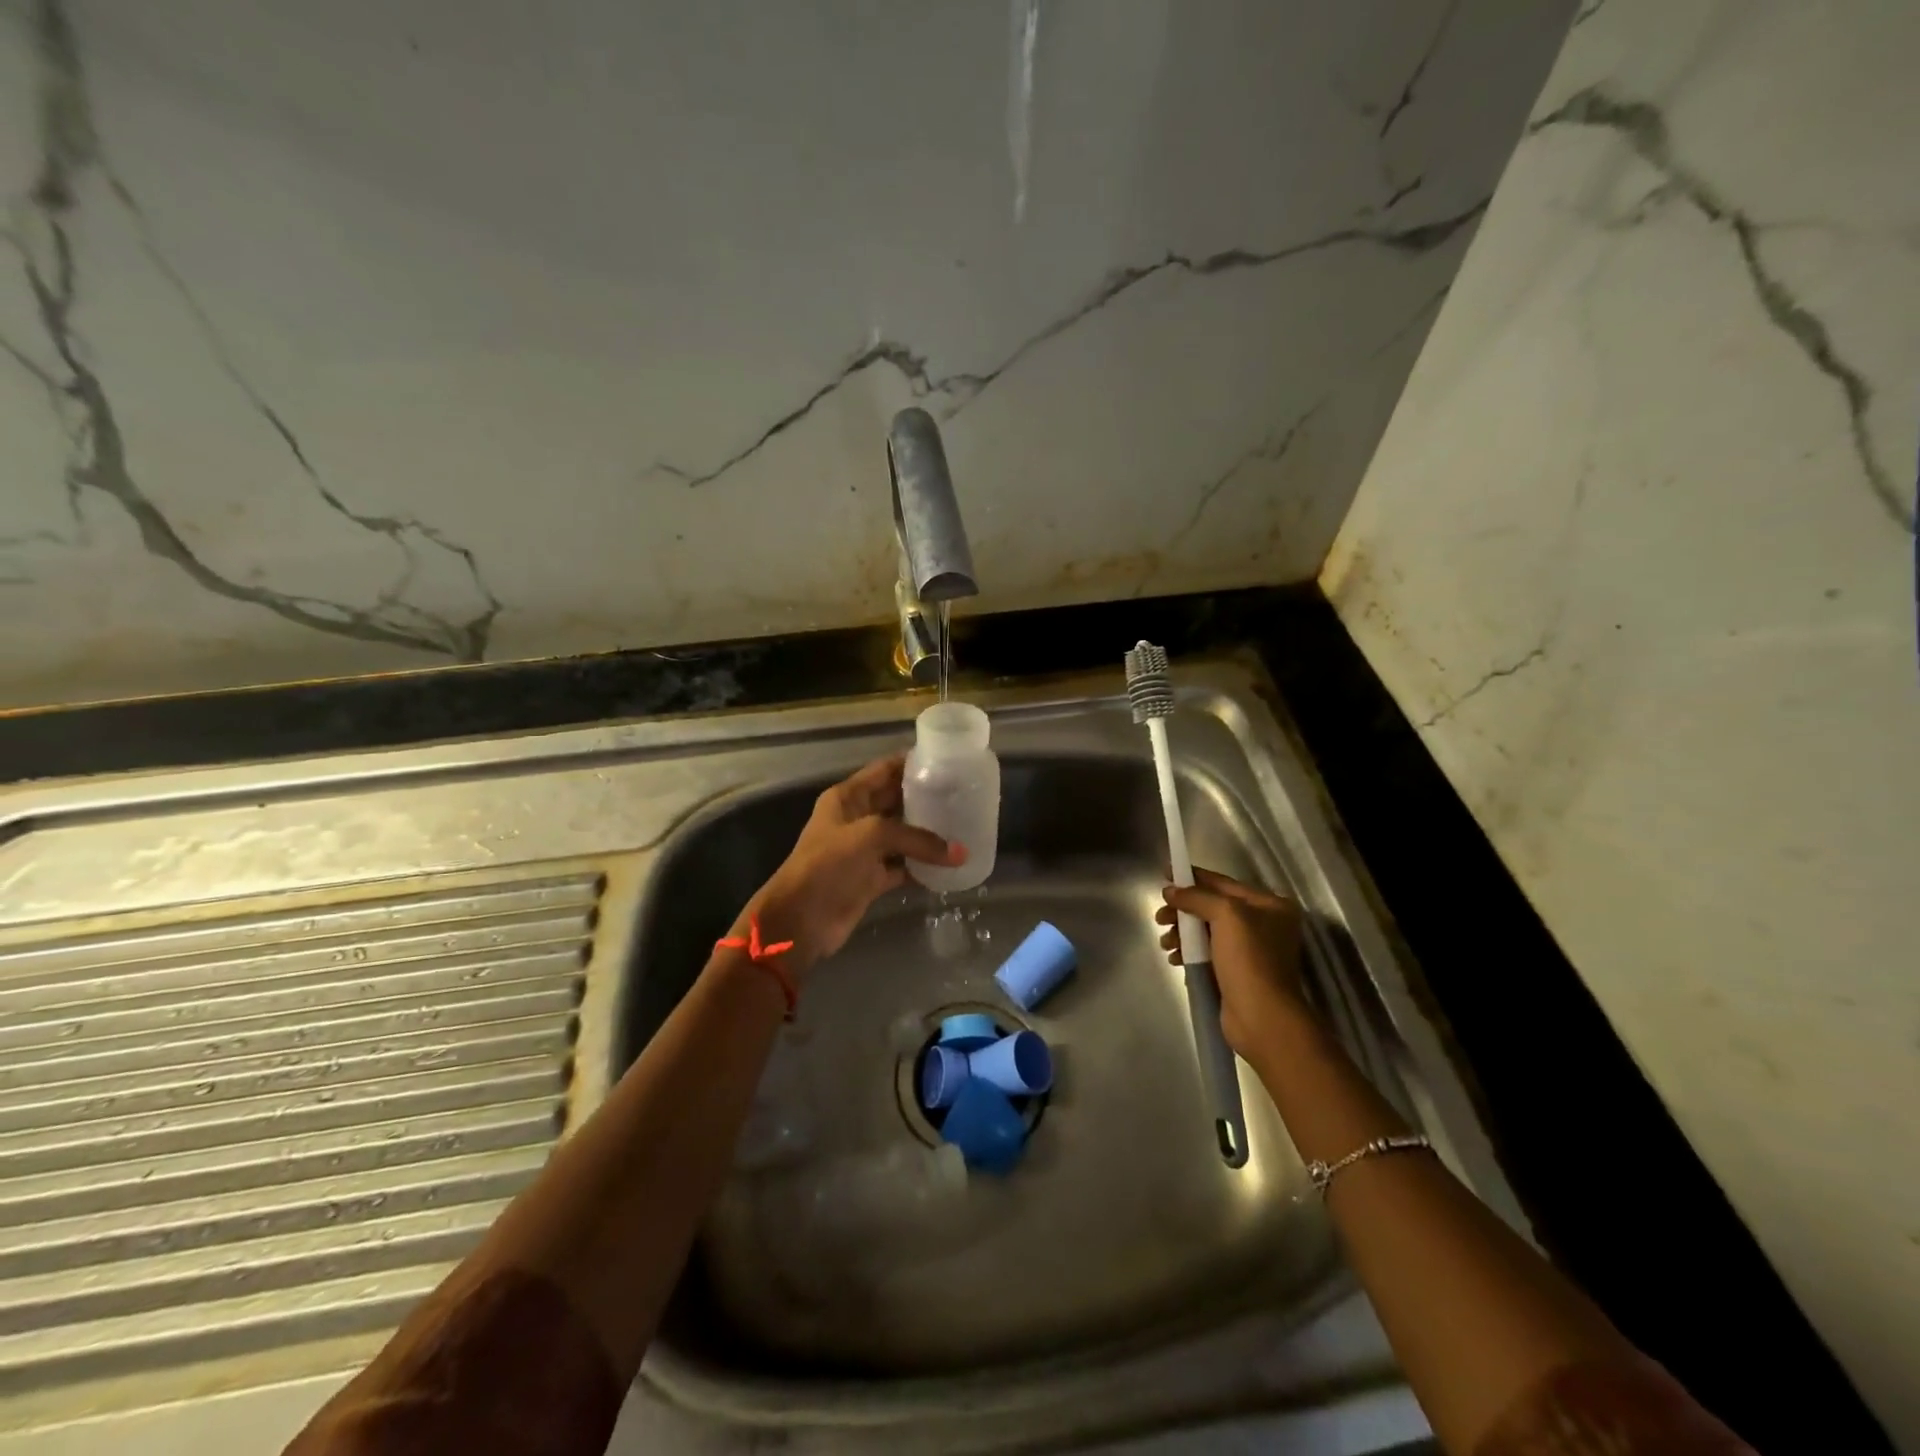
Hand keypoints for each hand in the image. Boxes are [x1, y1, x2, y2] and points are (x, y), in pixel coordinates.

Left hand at [745, 754, 963, 972]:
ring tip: (965, 824)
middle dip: (927, 797)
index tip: (948, 761)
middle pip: (897, 801)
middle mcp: (857, 819)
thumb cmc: (827, 865)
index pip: (885, 770)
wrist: (800, 921)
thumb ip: (916, 838)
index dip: (913, 763)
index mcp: (848, 797)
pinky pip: (904, 866)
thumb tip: (961, 853)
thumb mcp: (870, 836)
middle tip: (965, 794)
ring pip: (903, 835)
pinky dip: (924, 866)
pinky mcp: (872, 879)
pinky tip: (950, 863)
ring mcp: (864, 850)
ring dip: (929, 833)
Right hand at [1156, 866, 1307, 1057]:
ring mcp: (1250, 951)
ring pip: (1206, 931)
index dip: (1193, 876)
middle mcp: (1263, 925)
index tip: (1165, 872)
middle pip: (1212, 907)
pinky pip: (1206, 952)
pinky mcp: (1236, 972)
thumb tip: (1170, 891)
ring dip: (1182, 933)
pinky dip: (1189, 951)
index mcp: (1270, 906)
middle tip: (1160, 917)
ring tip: (1166, 943)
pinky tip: (1175, 958)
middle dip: (1183, 910)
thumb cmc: (1249, 960)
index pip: (1223, 883)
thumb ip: (1196, 897)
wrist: (1262, 1018)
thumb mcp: (1226, 916)